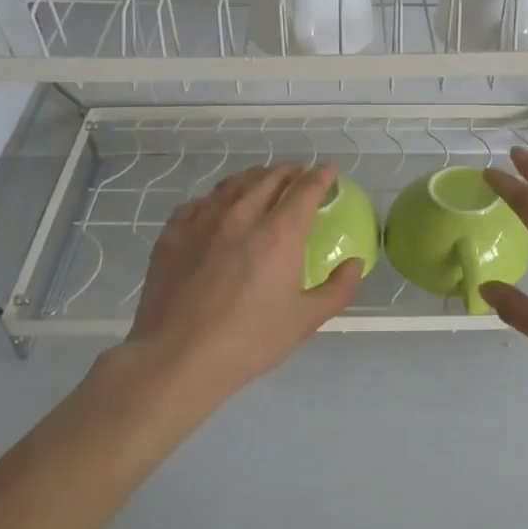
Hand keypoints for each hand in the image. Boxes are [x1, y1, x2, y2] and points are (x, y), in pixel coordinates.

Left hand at [120, 163, 362, 409]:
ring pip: (232, 184)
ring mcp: (202, 221)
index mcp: (279, 234)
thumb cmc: (250, 341)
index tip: (328, 172)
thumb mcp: (306, 320)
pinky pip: (199, 202)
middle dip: (289, 172)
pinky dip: (217, 198)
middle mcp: (242, 215)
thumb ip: (338, 289)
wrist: (178, 357)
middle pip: (268, 178)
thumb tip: (354, 263)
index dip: (321, 176)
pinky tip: (217, 209)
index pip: (305, 189)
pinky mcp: (173, 233)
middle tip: (298, 175)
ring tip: (262, 183)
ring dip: (254, 178)